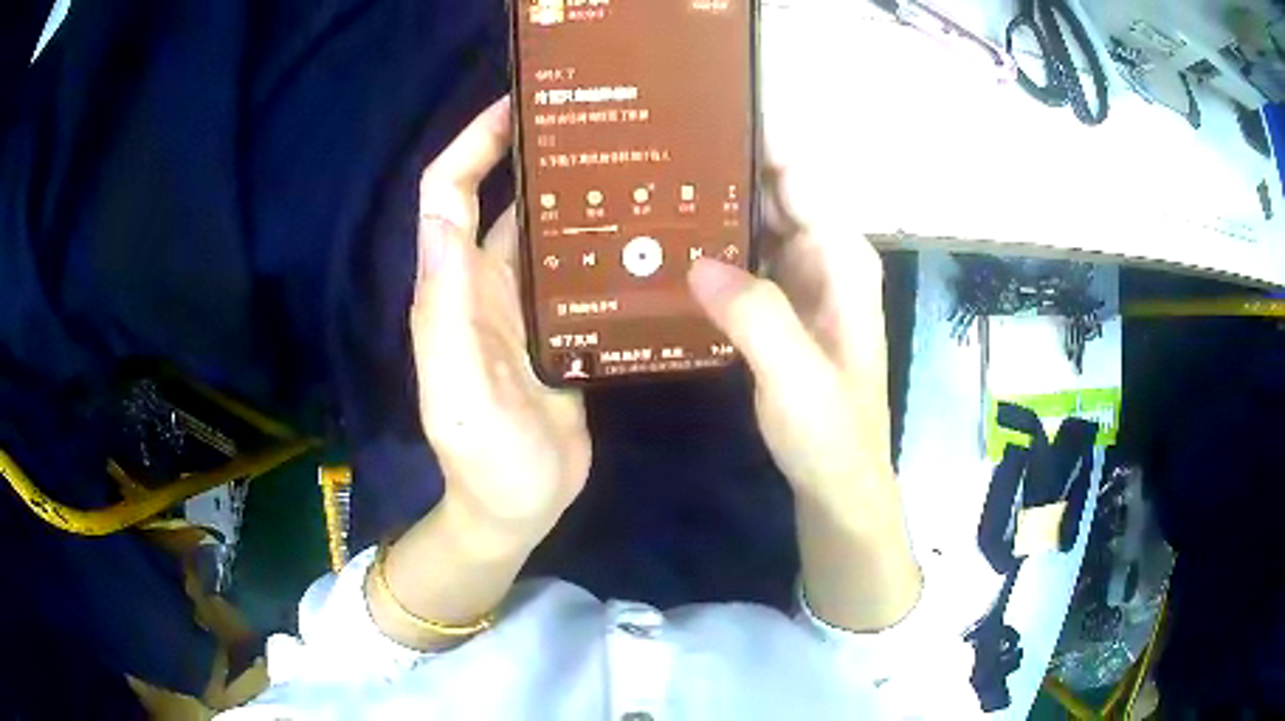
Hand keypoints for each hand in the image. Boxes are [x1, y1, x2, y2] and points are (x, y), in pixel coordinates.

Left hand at [411, 98, 590, 544]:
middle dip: (532, 153)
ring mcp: (524, 306)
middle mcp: (483, 285)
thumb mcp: (459, 392)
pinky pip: (574, 269)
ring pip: (543, 230)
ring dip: (573, 192)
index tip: (517, 105)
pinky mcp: (559, 329)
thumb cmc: (485, 460)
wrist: (517, 509)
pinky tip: (639, 227)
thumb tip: (443, 218)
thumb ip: (446, 313)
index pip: (449, 195)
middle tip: (592, 120)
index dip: (473, 144)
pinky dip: (598, 241)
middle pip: (500, 199)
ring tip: (629, 159)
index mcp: (451, 290)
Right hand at [687, 170, 920, 630]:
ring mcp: (798, 283)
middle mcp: (822, 258)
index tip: (698, 113)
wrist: (838, 487)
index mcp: (840, 259)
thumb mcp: (797, 378)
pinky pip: (742, 262)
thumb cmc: (832, 436)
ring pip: (751, 225)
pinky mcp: (778, 310)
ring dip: (709, 207)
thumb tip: (697, 258)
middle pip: (769, 192)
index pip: (796, 174)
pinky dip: (711, 250)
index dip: (755, 138)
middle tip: (649, 150)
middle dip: (719, 167)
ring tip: (644, 186)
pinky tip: (667, 247)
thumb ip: (757, 315)